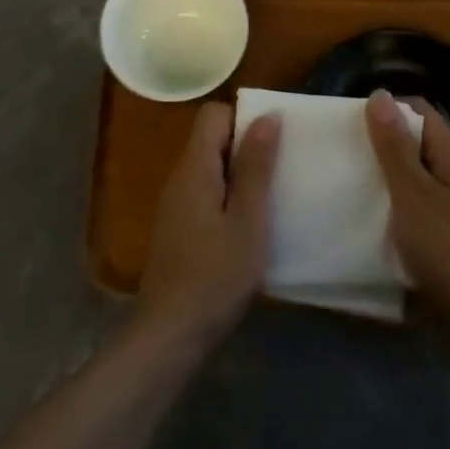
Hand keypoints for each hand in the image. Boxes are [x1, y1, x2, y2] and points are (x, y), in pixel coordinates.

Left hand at [137, 101, 281, 352]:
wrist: (170, 334)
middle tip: (279, 171)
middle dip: (246, 146)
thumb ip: (256, 167)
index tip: (273, 142)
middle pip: (211, 138)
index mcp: (194, 167)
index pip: (213, 114)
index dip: (244, 118)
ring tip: (270, 198)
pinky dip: (227, 197)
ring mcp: (174, 203)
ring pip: (209, 167)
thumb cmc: (215, 276)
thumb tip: (267, 115)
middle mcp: (179, 176)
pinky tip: (247, 226)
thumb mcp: (248, 221)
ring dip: (239, 174)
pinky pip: (204, 192)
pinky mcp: (177, 226)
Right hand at [367, 91, 449, 367]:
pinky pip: (424, 212)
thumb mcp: (413, 195)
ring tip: (355, 188)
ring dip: (392, 181)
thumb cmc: (449, 252)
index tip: (353, 123)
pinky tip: (380, 227)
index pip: (421, 112)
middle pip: (420, 146)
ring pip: (421, 181)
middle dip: (386, 147)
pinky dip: (402, 211)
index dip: (388, 111)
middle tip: (348, 156)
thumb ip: (395, 147)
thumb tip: (380, 94)